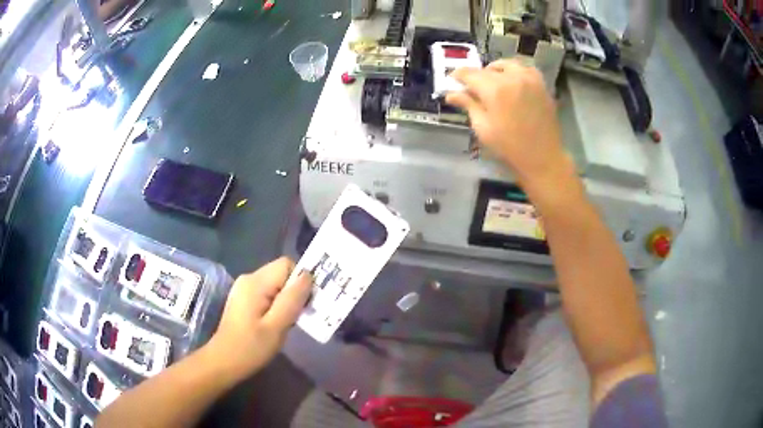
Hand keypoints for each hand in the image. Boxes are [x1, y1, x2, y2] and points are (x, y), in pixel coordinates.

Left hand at [207, 257, 312, 378]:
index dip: (300, 281)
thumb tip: (308, 275)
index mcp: (256, 282)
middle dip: (295, 292)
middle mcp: (249, 278)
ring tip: (287, 323)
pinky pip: (268, 293)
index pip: (287, 264)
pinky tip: (275, 324)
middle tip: (298, 318)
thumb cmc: (251, 347)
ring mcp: (244, 289)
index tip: (305, 305)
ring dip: (287, 301)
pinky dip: (277, 305)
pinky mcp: (244, 299)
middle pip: (282, 273)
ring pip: (276, 284)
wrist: (223, 362)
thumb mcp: (277, 326)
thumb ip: (292, 299)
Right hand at [446, 60, 576, 199]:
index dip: (458, 75)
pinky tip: (513, 83)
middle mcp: (512, 78)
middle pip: (488, 69)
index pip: (469, 73)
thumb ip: (468, 105)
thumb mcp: (483, 128)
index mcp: (495, 90)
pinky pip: (526, 69)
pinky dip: (516, 72)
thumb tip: (451, 94)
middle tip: (474, 89)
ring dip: (496, 70)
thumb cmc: (509, 148)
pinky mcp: (542, 85)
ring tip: (493, 83)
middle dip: (477, 76)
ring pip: (507, 65)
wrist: (542, 158)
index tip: (452, 81)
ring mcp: (530, 80)